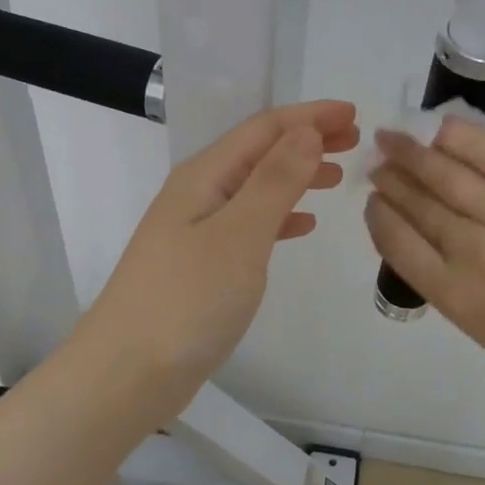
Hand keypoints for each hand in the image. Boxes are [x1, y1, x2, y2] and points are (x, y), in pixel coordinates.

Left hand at [79, 100, 358, 411]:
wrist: (128, 372)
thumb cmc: (188, 300)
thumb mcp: (240, 234)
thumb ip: (275, 181)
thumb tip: (306, 132)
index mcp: (204, 176)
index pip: (264, 129)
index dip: (310, 117)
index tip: (355, 113)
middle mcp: (198, 194)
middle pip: (259, 153)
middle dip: (306, 141)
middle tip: (354, 141)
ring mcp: (196, 231)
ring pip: (256, 188)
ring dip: (296, 177)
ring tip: (336, 178)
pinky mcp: (200, 265)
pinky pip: (249, 224)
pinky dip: (279, 217)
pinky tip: (302, 226)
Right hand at [365, 118, 484, 409]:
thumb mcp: (483, 331)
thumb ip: (446, 281)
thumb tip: (417, 230)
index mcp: (459, 298)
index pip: (399, 242)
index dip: (379, 214)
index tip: (373, 198)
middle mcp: (482, 256)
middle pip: (423, 204)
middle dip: (393, 178)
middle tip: (378, 158)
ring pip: (455, 176)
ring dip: (417, 154)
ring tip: (395, 137)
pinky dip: (470, 141)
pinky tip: (445, 128)